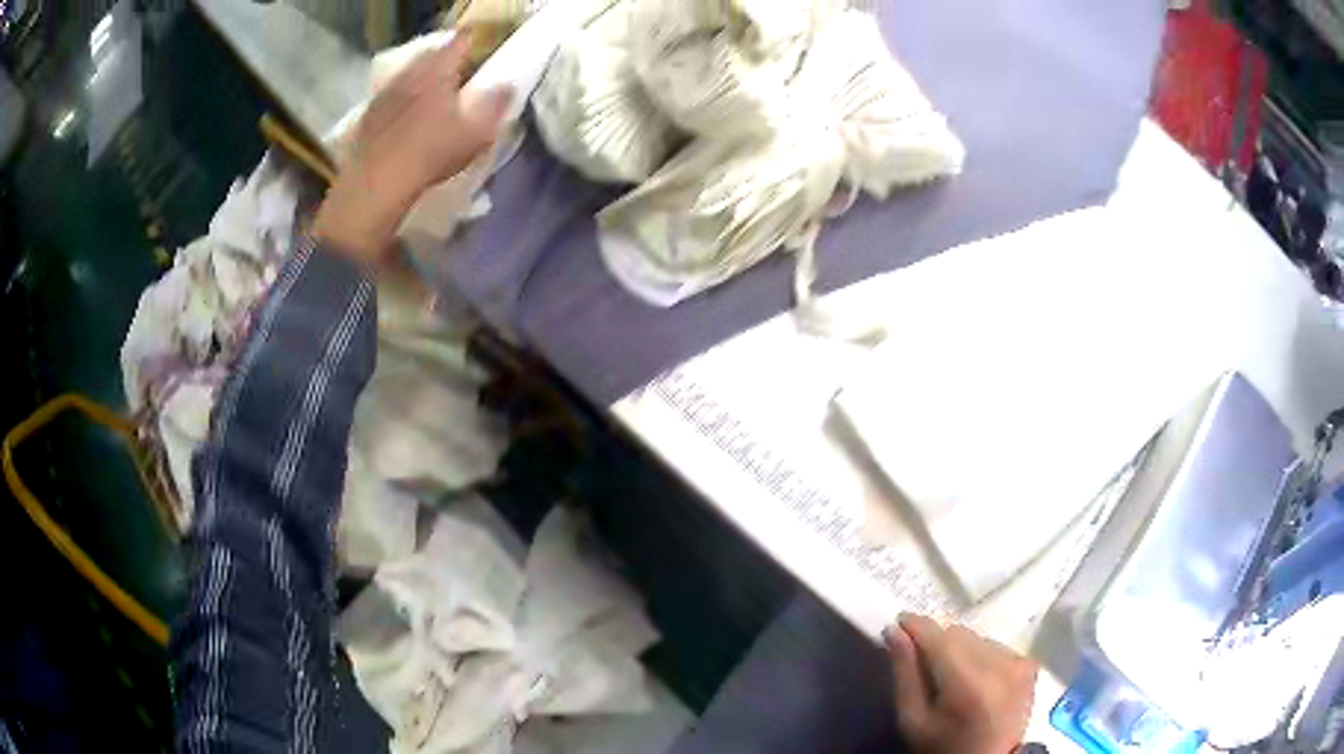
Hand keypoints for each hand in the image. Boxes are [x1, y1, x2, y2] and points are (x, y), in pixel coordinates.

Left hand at [313, 30, 511, 266]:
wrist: (375, 184)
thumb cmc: (431, 152)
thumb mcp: (476, 133)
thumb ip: (495, 104)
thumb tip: (507, 85)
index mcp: (438, 69)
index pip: (462, 41)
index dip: (476, 45)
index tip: (485, 56)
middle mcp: (410, 72)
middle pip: (433, 56)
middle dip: (448, 63)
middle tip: (461, 78)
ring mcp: (385, 93)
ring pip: (410, 76)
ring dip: (422, 83)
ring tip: (434, 100)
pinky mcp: (368, 116)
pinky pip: (391, 99)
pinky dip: (402, 103)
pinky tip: (407, 123)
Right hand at [885, 613, 1036, 753]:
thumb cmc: (942, 746)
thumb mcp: (912, 720)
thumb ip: (905, 674)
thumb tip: (896, 631)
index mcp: (968, 684)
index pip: (940, 638)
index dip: (917, 626)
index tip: (898, 621)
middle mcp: (1000, 666)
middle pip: (959, 634)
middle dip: (937, 642)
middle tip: (921, 661)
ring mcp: (1019, 663)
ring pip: (977, 637)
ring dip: (959, 648)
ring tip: (949, 674)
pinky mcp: (1028, 665)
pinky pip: (995, 645)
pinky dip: (979, 655)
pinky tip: (973, 678)